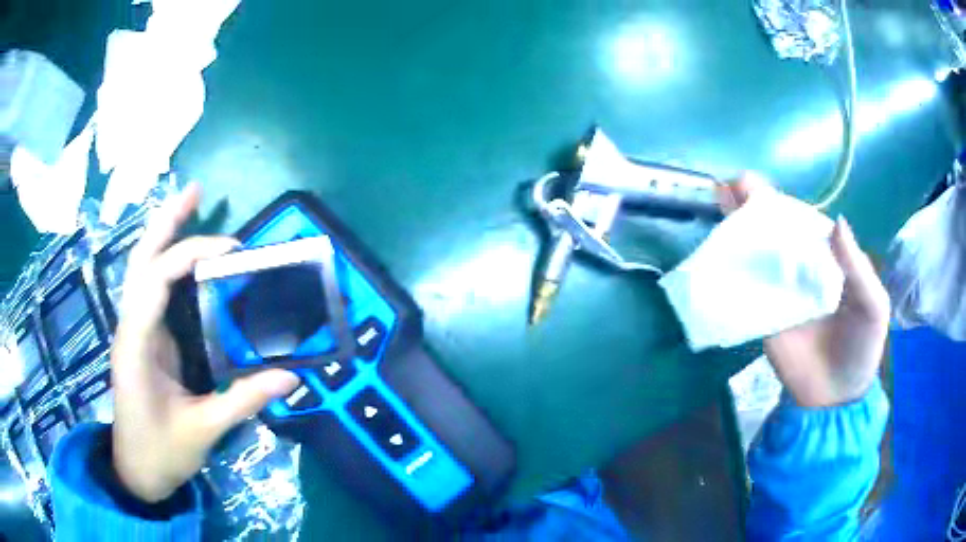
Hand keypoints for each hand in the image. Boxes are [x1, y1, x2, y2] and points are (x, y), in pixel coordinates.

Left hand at [111, 183, 299, 502]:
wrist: (135, 471)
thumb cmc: (161, 452)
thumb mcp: (202, 430)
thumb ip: (243, 400)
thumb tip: (291, 376)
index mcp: (137, 345)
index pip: (156, 280)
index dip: (190, 254)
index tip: (233, 251)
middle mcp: (130, 327)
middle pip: (141, 259)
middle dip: (166, 222)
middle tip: (196, 191)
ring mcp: (134, 330)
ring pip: (142, 269)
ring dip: (164, 235)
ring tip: (192, 205)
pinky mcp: (142, 339)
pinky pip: (152, 290)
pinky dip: (168, 264)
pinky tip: (187, 259)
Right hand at [718, 174, 890, 407]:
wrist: (835, 398)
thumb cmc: (861, 347)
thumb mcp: (873, 306)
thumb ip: (858, 268)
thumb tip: (837, 221)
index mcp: (825, 258)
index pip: (800, 221)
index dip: (777, 201)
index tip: (753, 185)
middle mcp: (799, 268)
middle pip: (772, 231)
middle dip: (750, 206)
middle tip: (730, 186)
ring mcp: (777, 292)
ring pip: (755, 253)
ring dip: (735, 228)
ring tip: (717, 203)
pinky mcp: (761, 317)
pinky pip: (744, 290)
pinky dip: (727, 270)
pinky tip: (713, 251)